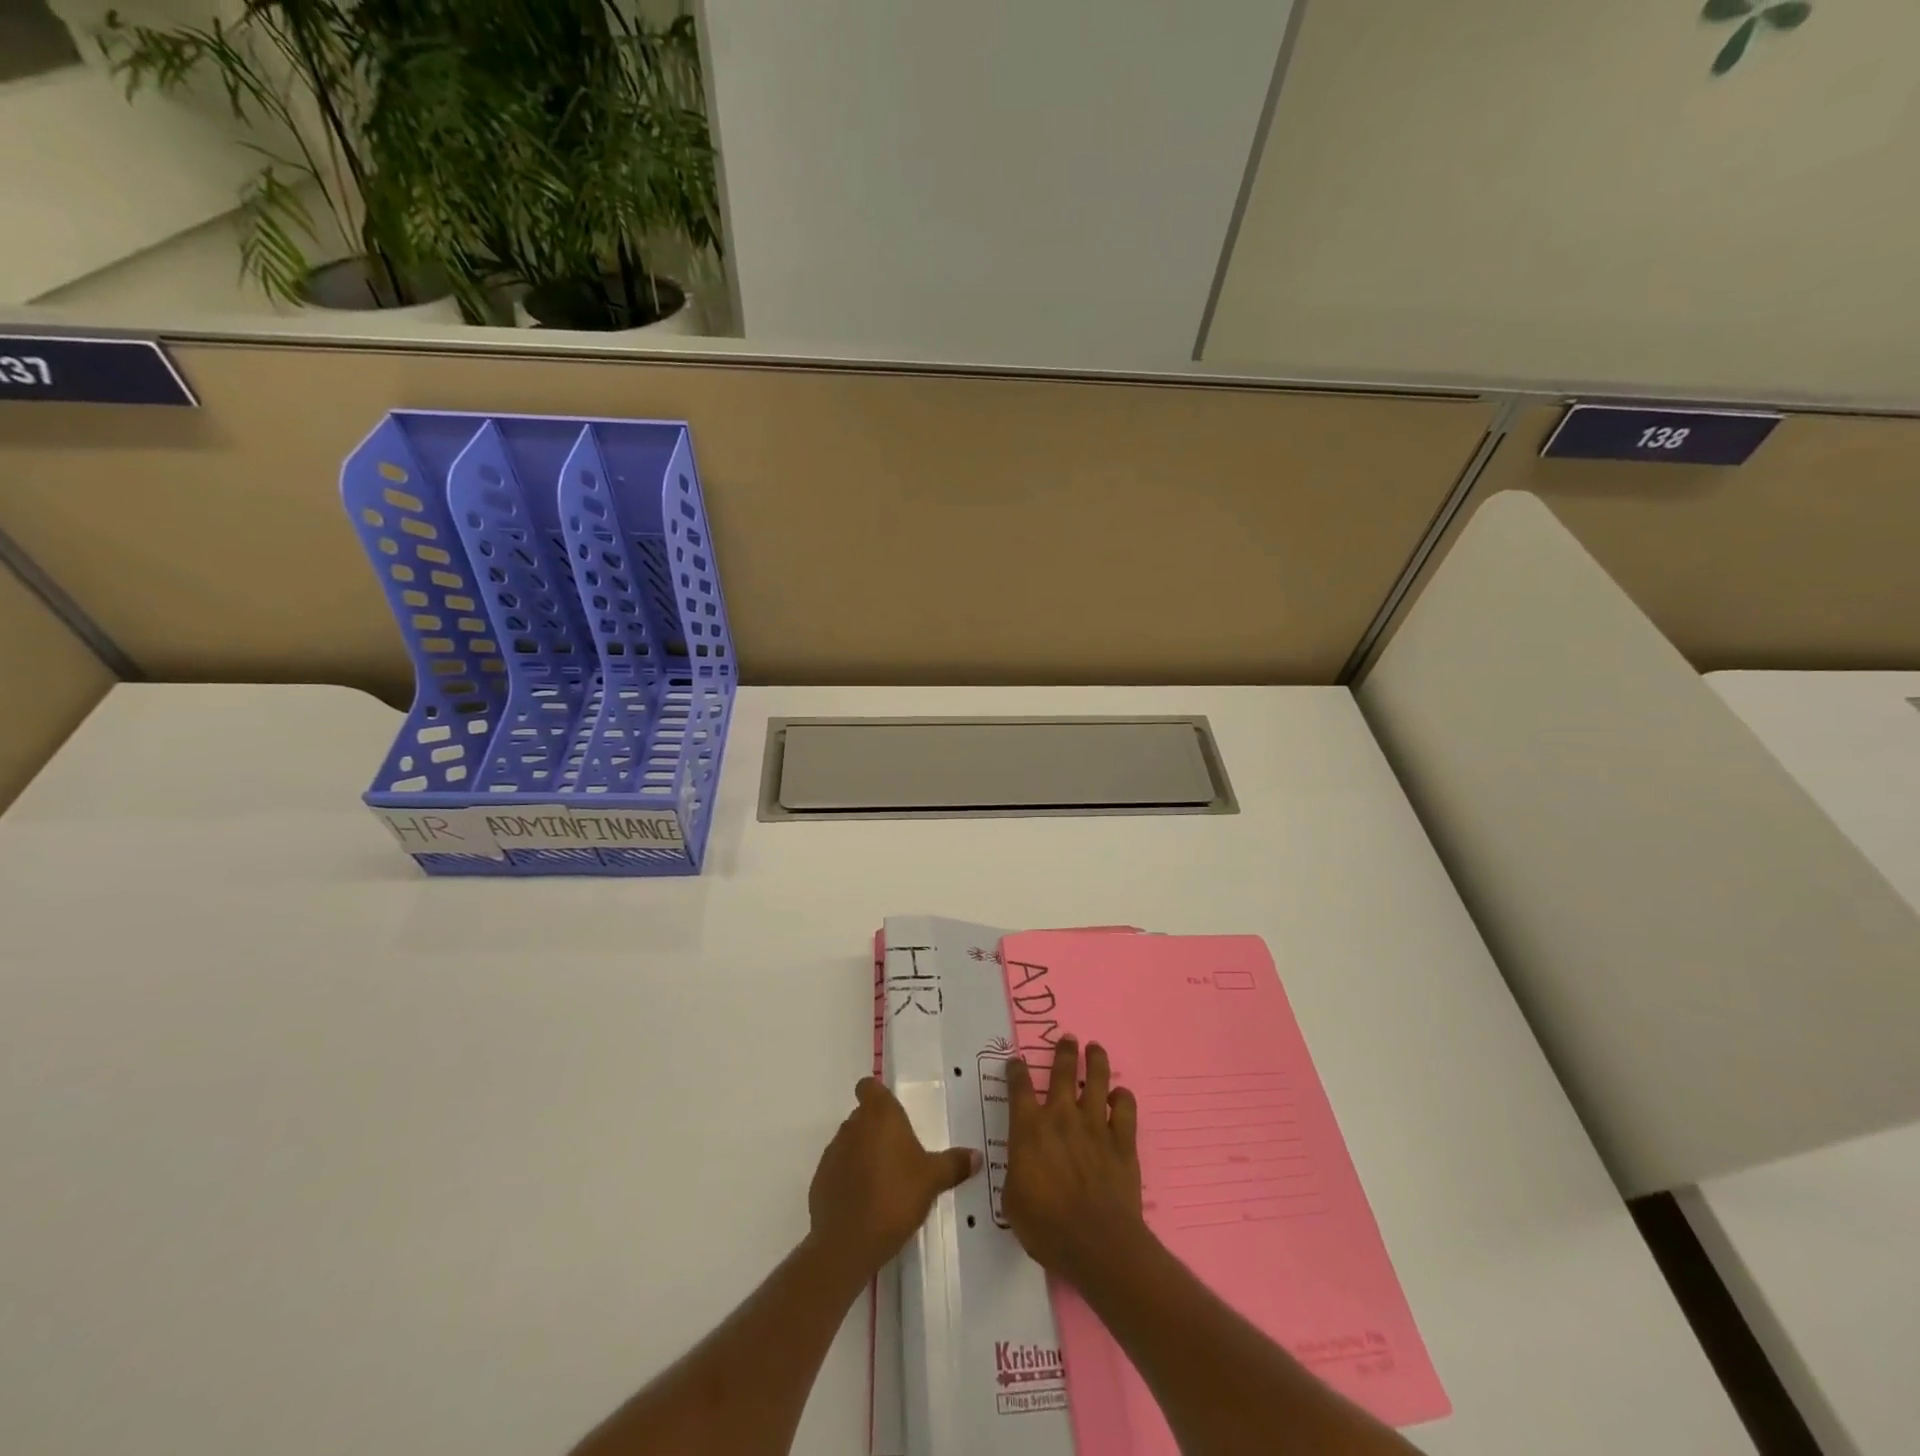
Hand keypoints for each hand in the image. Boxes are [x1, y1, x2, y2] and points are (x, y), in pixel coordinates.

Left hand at [808, 1077, 979, 1277]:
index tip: (891, 1112)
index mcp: (880, 1115)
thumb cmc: (895, 1197)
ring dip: (863, 1154)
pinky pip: (838, 1170)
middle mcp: (852, 1126)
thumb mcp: (933, 1180)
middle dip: (877, 1129)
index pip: (869, 1086)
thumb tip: (977, 1155)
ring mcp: (832, 1153)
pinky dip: (849, 1179)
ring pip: (850, 1143)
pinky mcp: (819, 1181)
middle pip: (863, 1116)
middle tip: (899, 1154)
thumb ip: (954, 1164)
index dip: (877, 1094)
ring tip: (884, 1182)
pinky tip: (865, 1203)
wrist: (847, 1243)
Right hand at [1003, 1035, 1145, 1283]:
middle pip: (1063, 1072)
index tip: (1017, 1061)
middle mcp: (1061, 1116)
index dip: (1016, 1070)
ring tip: (1095, 1048)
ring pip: (1097, 1080)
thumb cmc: (1046, 1226)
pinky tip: (1120, 1095)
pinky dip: (1123, 1098)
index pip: (1019, 1087)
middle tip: (1068, 1038)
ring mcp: (1095, 1125)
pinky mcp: (1122, 1141)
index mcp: (1029, 1129)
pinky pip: (1125, 1109)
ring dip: (1096, 1061)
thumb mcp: (1013, 1201)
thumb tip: (1022, 1165)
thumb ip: (1018, 1172)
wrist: (1097, 1243)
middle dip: (1064, 1052)